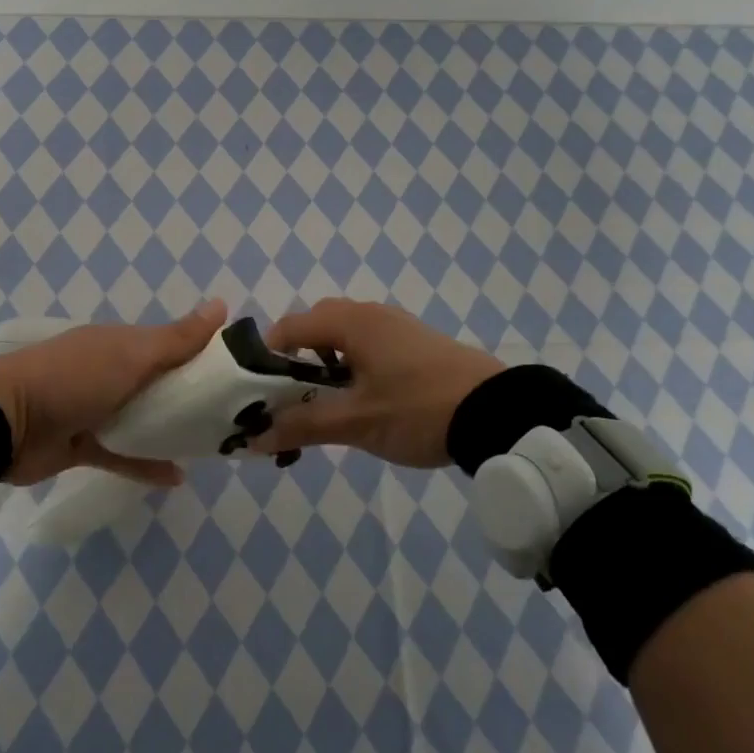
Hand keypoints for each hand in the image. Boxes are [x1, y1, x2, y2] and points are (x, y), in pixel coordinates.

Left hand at [0, 301, 226, 486]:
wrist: (6, 422)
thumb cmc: (75, 378)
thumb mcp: (131, 354)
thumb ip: (177, 339)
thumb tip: (222, 305)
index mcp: (122, 343)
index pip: (172, 344)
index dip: (204, 354)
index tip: (240, 372)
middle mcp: (112, 371)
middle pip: (160, 383)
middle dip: (193, 396)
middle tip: (235, 416)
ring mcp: (96, 408)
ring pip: (144, 418)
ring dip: (172, 430)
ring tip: (211, 444)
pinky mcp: (84, 445)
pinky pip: (124, 454)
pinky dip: (147, 464)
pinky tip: (178, 477)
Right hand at [258, 299, 505, 467]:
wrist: (499, 412)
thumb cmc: (418, 409)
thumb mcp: (356, 422)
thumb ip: (303, 426)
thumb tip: (254, 439)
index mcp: (349, 321)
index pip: (288, 328)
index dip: (266, 360)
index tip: (260, 397)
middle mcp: (369, 313)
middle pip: (314, 328)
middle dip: (296, 364)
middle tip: (294, 402)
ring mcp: (396, 326)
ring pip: (343, 338)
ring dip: (325, 367)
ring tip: (328, 407)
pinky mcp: (416, 342)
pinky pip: (368, 345)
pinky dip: (353, 367)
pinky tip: (364, 401)